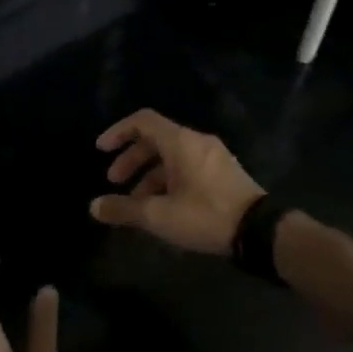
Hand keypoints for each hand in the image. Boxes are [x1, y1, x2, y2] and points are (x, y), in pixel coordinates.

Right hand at [89, 109, 265, 254]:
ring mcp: (213, 155)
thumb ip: (124, 209)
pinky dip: (168, 178)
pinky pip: (187, 165)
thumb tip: (93, 207)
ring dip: (149, 173)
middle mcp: (197, 141)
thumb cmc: (205, 215)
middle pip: (156, 139)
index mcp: (180, 142)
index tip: (101, 149)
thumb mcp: (159, 216)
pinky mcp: (223, 171)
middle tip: (114, 181)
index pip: (143, 121)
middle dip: (132, 158)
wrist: (258, 230)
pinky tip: (163, 205)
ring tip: (136, 202)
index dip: (118, 131)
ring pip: (172, 155)